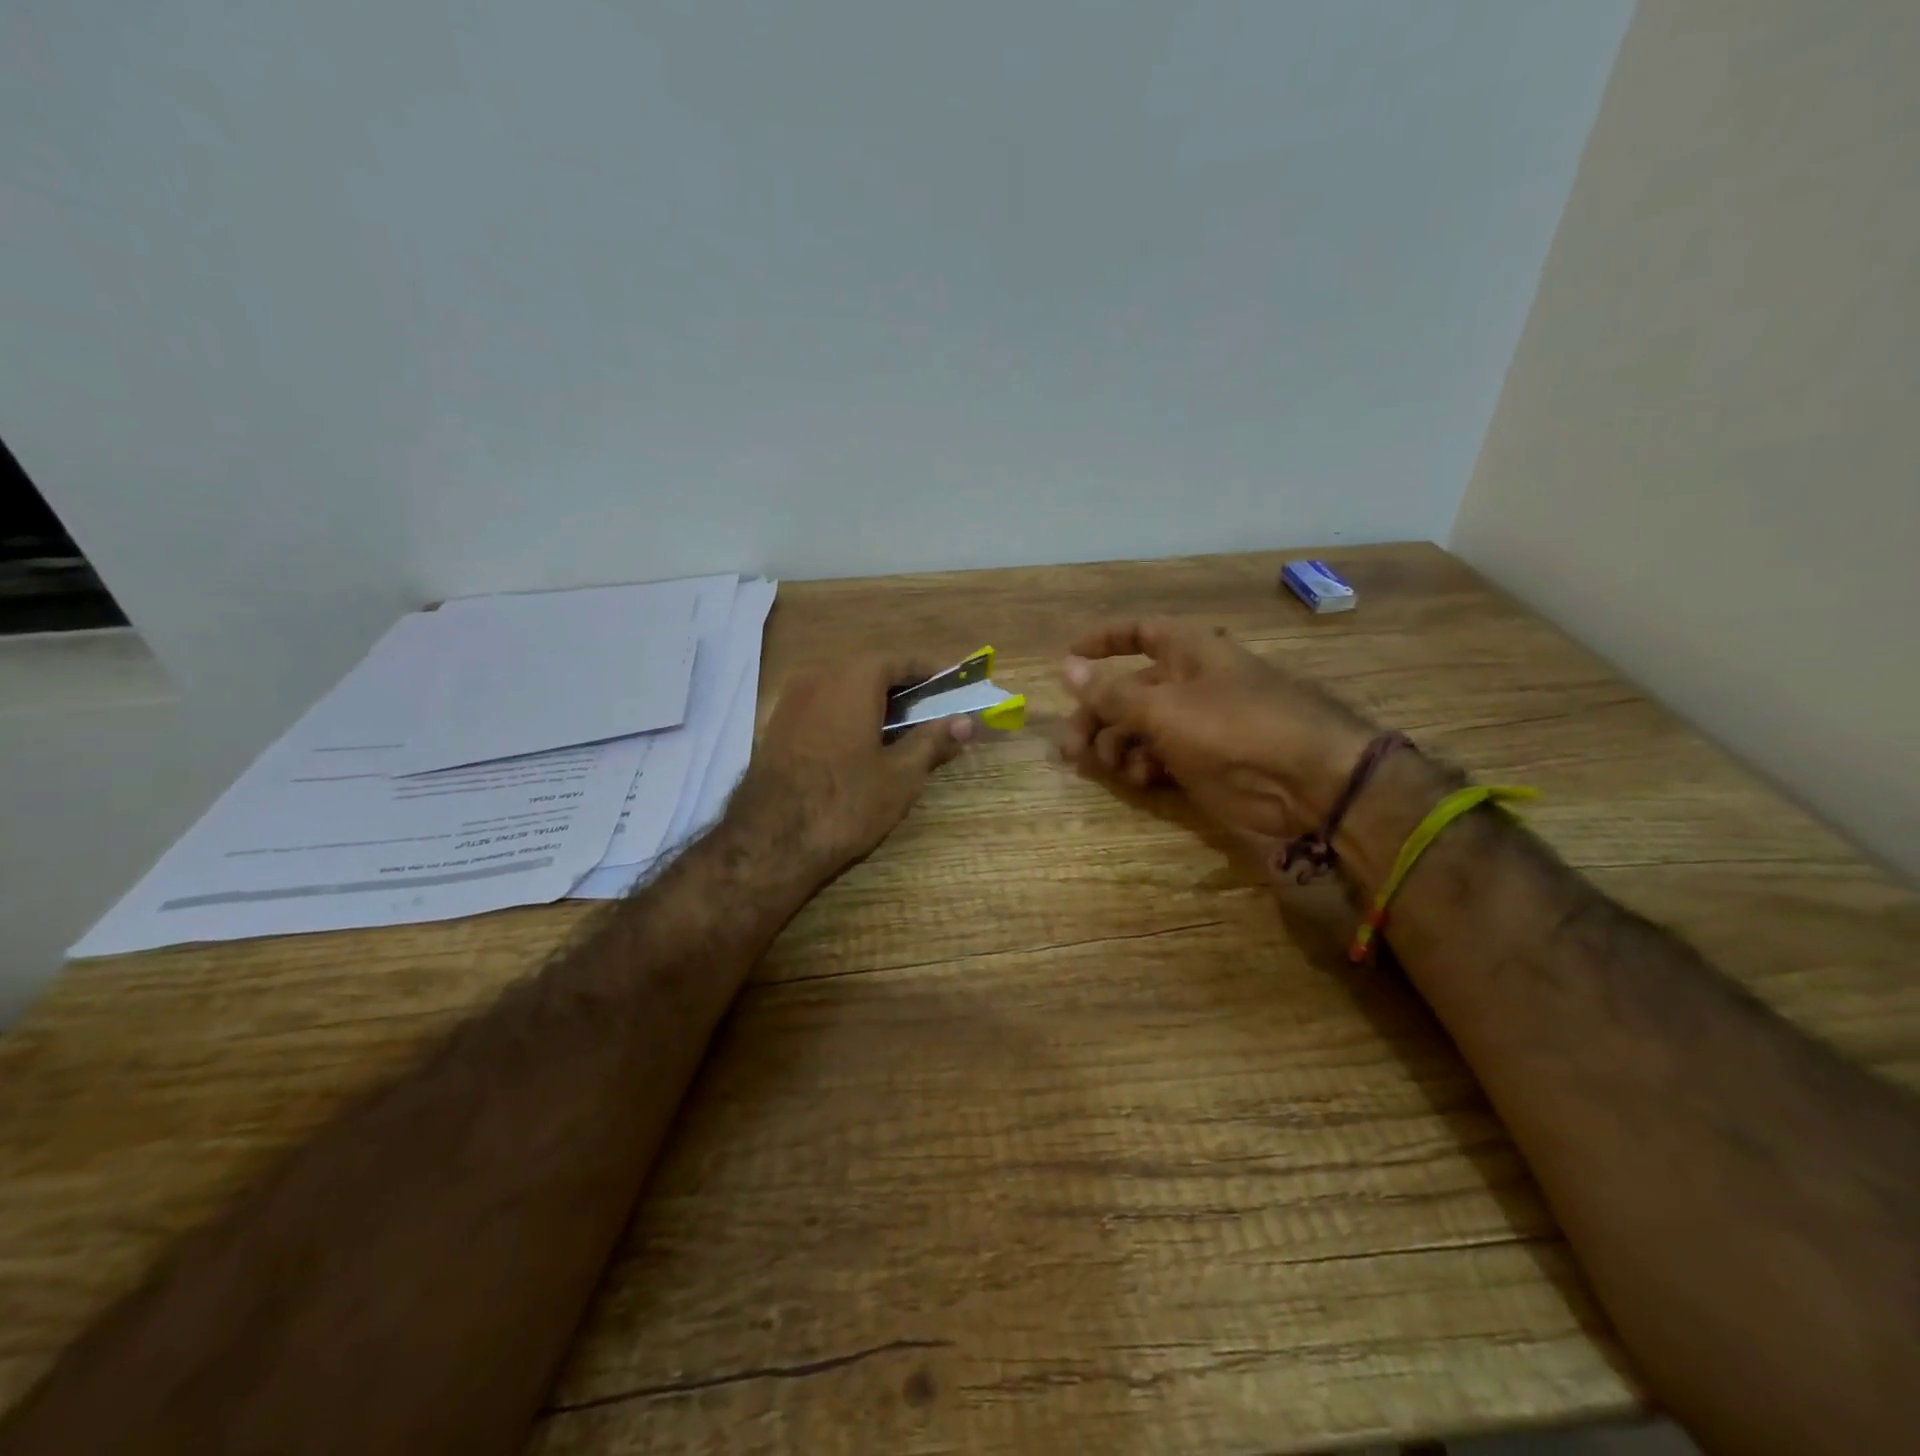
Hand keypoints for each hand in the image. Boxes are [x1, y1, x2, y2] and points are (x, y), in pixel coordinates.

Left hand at [736, 655, 973, 873]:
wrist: (769, 842)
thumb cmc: (845, 801)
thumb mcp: (901, 774)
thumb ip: (933, 740)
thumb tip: (965, 722)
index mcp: (853, 678)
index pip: (900, 660)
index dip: (930, 671)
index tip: (953, 684)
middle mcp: (819, 677)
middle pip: (869, 671)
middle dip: (903, 688)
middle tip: (932, 711)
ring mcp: (792, 701)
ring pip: (843, 690)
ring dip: (874, 703)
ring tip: (902, 730)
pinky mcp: (777, 727)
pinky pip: (823, 708)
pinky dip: (848, 716)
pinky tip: (862, 745)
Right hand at [1060, 620, 1375, 842]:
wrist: (1306, 779)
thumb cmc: (1233, 725)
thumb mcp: (1163, 707)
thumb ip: (1112, 692)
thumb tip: (1066, 667)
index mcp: (1188, 653)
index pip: (1140, 632)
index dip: (1104, 640)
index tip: (1069, 657)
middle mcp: (1190, 683)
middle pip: (1128, 691)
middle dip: (1097, 716)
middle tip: (1070, 747)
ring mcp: (1197, 724)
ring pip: (1139, 729)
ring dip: (1116, 746)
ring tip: (1108, 766)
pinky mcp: (1202, 761)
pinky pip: (1158, 757)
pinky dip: (1142, 766)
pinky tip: (1139, 778)